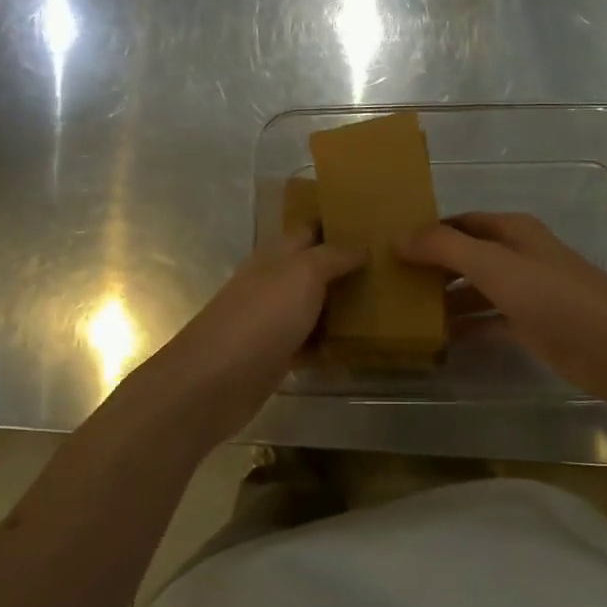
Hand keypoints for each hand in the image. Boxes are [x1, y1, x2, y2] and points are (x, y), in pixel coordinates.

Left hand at [145, 231, 364, 437]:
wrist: (214, 381)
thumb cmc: (261, 317)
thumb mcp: (302, 274)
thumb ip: (332, 256)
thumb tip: (361, 246)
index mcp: (275, 256)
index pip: (309, 230)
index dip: (336, 224)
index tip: (374, 225)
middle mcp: (273, 283)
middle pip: (313, 269)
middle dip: (345, 266)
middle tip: (391, 267)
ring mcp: (272, 321)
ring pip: (313, 306)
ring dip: (341, 306)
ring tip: (386, 303)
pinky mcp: (275, 356)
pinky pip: (309, 343)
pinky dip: (329, 343)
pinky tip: (359, 346)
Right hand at [398, 212, 606, 407]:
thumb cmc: (553, 296)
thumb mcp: (493, 264)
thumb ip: (445, 248)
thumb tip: (399, 237)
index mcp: (512, 232)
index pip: (461, 223)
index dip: (428, 230)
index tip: (390, 244)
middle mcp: (517, 257)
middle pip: (465, 256)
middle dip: (431, 266)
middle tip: (389, 280)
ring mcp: (524, 294)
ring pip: (474, 290)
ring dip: (444, 299)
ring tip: (402, 311)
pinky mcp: (529, 327)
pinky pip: (486, 322)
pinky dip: (463, 328)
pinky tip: (435, 339)